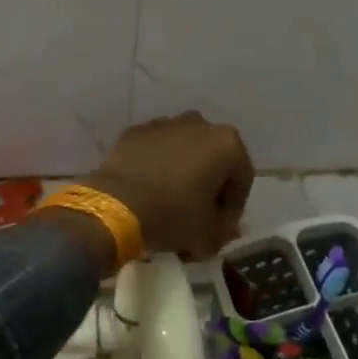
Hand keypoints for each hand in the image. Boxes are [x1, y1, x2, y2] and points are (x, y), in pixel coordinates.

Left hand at [82, 113, 252, 258]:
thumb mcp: (207, 235)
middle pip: (213, 162)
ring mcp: (164, 124)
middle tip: (198, 219)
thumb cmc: (172, 215)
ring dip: (183, 176)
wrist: (116, 205)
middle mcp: (200, 124)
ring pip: (183, 153)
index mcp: (227, 143)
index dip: (233, 209)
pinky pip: (155, 152)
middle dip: (208, 189)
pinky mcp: (135, 132)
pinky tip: (147, 193)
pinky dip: (156, 168)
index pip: (242, 180)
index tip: (220, 231)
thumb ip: (222, 230)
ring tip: (169, 205)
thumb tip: (220, 229)